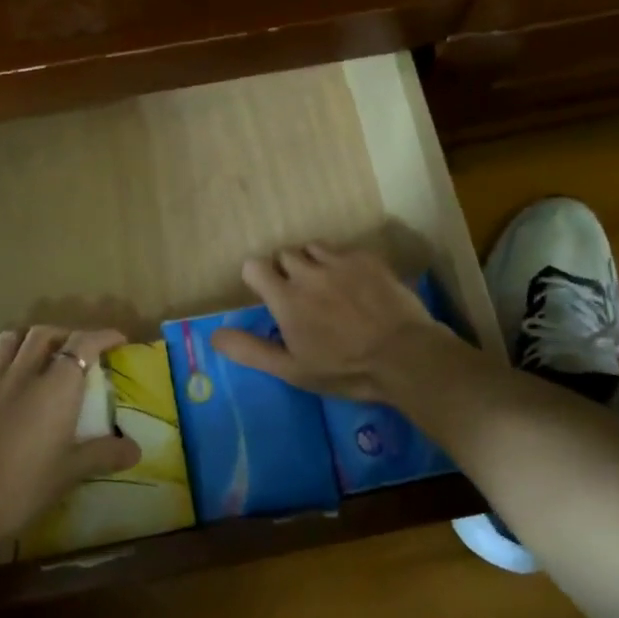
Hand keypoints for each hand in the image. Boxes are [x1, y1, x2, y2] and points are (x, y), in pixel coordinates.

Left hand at [0, 325, 142, 553]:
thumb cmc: (22, 488)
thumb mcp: (69, 473)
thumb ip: (103, 454)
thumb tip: (136, 450)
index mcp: (55, 388)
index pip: (83, 345)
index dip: (102, 336)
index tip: (117, 340)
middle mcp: (22, 374)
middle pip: (43, 334)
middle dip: (63, 334)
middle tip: (74, 350)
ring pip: (8, 340)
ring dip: (26, 340)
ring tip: (34, 355)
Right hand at [211, 244, 459, 402]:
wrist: (405, 356)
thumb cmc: (344, 369)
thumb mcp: (292, 369)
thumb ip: (250, 350)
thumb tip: (214, 335)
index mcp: (285, 298)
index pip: (254, 266)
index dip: (258, 278)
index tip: (270, 296)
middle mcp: (307, 271)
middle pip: (284, 254)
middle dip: (286, 271)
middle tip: (302, 297)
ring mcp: (339, 261)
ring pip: (312, 248)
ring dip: (313, 262)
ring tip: (327, 287)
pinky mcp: (367, 258)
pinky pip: (343, 250)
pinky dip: (342, 263)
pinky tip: (356, 285)